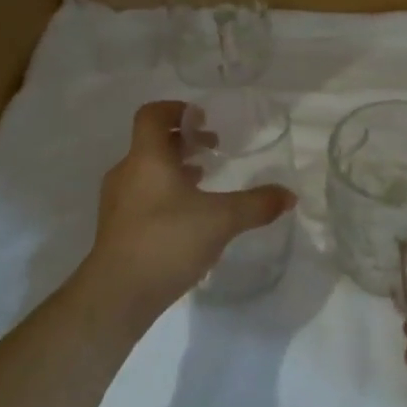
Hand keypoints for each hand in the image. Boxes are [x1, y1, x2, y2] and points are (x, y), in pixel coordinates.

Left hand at [83, 101, 293, 321]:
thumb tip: (289, 195)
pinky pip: (142, 196)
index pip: (152, 115)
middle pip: (152, 142)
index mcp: (147, 158)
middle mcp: (127, 172)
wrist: (117, 295)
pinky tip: (188, 217)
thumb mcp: (221, 220)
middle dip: (184, 142)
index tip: (202, 120)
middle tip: (213, 150)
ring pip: (147, 171)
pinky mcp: (117, 228)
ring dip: (175, 169)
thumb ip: (257, 205)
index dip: (177, 110)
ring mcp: (117, 202)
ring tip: (204, 181)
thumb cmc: (167, 241)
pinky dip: (165, 194)